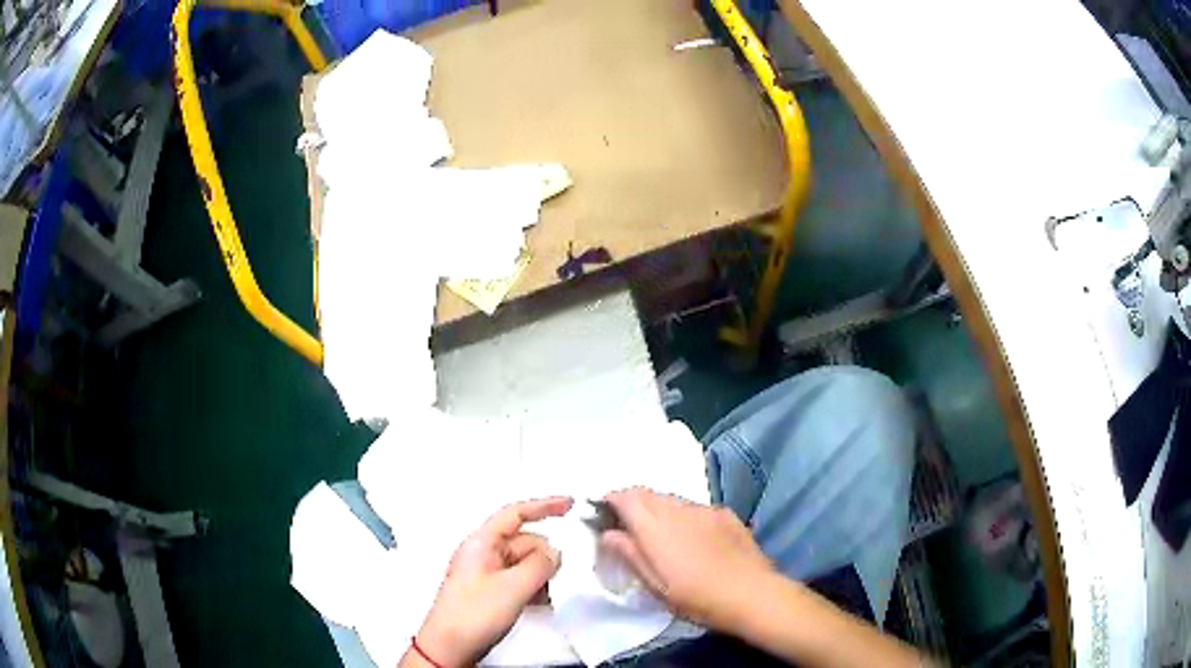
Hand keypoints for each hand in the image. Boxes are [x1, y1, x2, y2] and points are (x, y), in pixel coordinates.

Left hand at [410, 496, 573, 667]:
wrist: (449, 647)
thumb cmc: (470, 616)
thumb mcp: (512, 587)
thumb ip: (539, 564)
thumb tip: (555, 552)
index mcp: (481, 543)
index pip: (515, 513)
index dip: (543, 506)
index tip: (569, 504)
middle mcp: (483, 554)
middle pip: (524, 541)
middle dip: (544, 556)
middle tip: (555, 576)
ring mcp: (486, 574)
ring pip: (525, 563)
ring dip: (541, 575)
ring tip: (545, 594)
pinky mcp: (490, 592)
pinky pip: (520, 580)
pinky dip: (534, 588)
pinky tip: (540, 602)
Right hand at [601, 487, 774, 633]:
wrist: (752, 593)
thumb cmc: (697, 598)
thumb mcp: (656, 585)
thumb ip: (631, 555)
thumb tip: (608, 533)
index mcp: (656, 528)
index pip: (626, 497)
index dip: (611, 500)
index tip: (603, 512)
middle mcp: (678, 510)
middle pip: (648, 494)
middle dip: (633, 503)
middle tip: (628, 526)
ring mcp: (705, 509)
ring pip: (672, 499)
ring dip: (658, 509)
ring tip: (660, 535)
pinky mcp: (725, 513)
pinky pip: (694, 508)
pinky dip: (683, 516)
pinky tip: (692, 538)